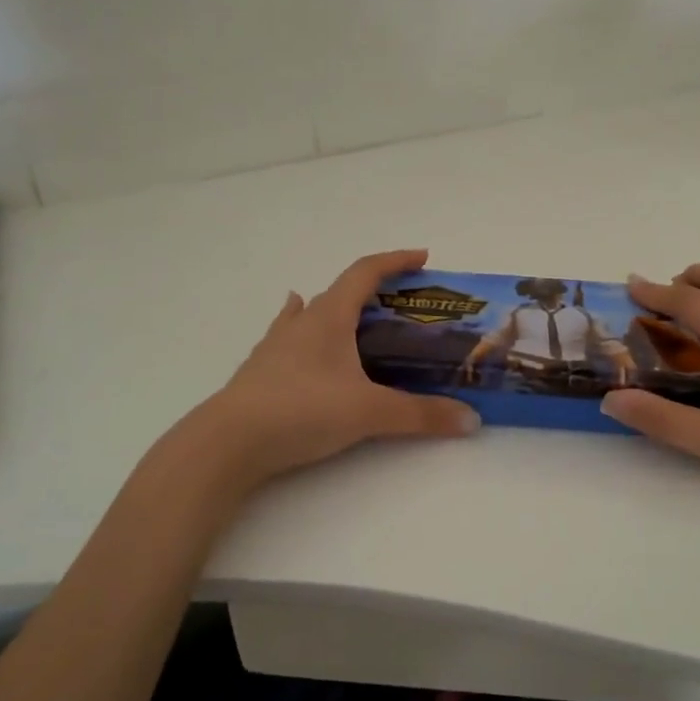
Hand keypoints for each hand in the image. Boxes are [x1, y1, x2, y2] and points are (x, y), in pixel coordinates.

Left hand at [186, 249, 480, 486]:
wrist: (228, 442)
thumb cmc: (302, 411)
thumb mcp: (369, 412)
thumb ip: (421, 415)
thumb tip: (471, 420)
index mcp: (330, 317)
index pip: (365, 272)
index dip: (395, 261)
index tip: (422, 258)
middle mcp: (302, 321)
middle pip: (341, 291)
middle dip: (374, 290)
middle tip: (402, 306)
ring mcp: (277, 344)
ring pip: (312, 313)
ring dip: (338, 309)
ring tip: (356, 316)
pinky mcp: (261, 370)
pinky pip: (289, 336)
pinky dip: (303, 329)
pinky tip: (298, 335)